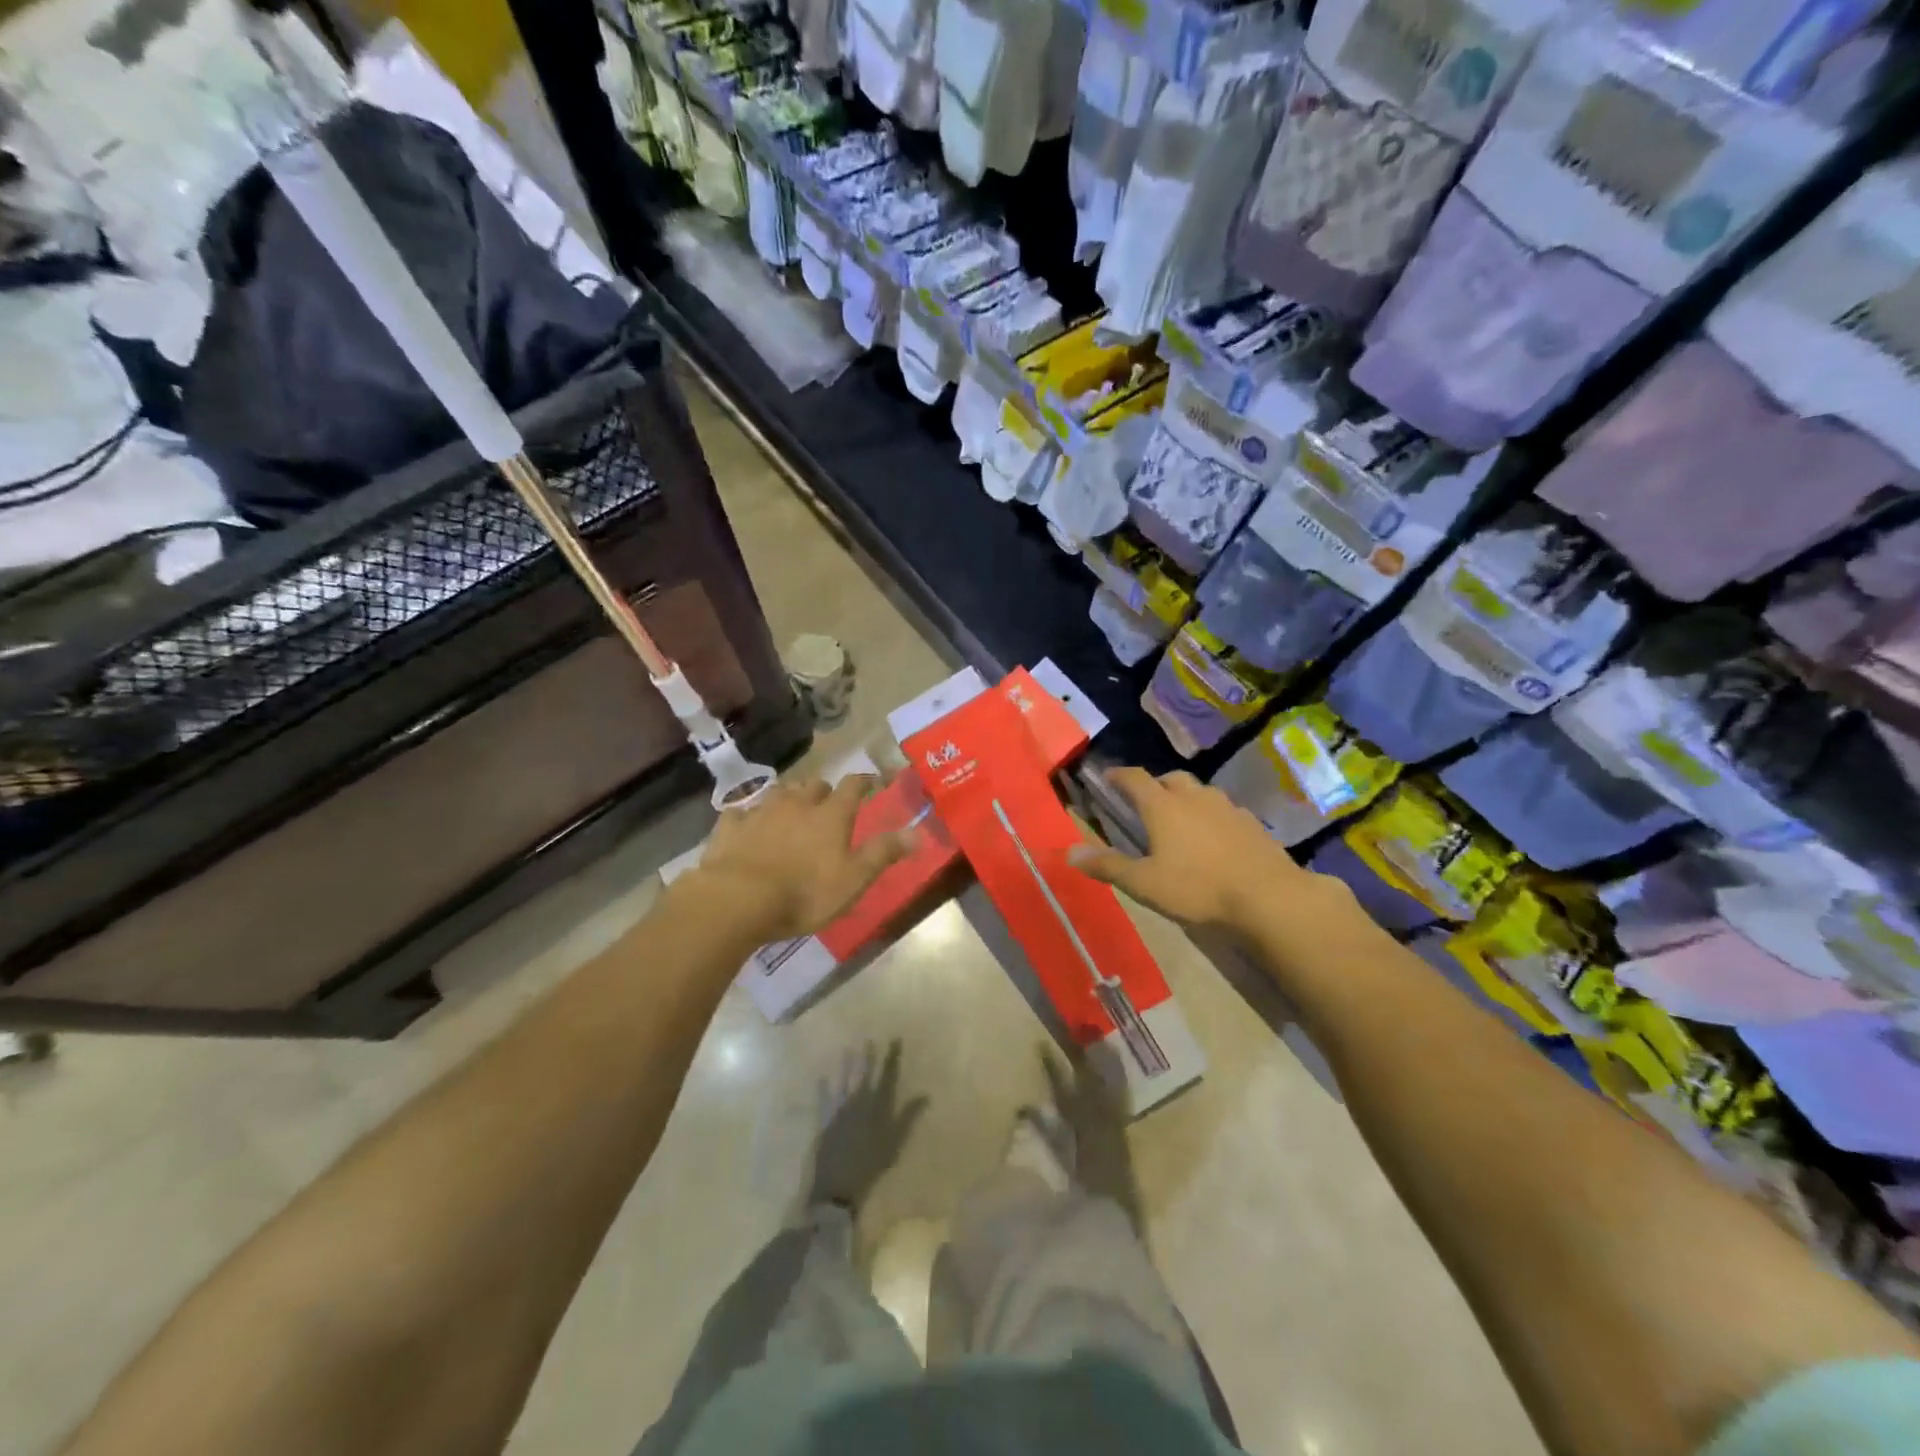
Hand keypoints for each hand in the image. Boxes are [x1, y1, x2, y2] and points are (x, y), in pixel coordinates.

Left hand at [686, 774, 914, 941]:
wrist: (738, 900)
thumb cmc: (804, 892)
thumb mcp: (853, 879)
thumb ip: (884, 852)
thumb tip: (919, 832)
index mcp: (831, 815)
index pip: (853, 786)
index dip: (864, 781)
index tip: (871, 782)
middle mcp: (797, 803)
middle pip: (814, 785)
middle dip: (824, 791)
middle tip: (829, 805)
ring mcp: (761, 811)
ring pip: (780, 792)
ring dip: (790, 797)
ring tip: (793, 810)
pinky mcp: (731, 826)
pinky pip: (741, 812)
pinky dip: (749, 816)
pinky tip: (748, 825)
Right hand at [1067, 767, 1355, 936]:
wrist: (1268, 898)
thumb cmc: (1198, 888)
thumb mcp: (1144, 883)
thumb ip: (1107, 865)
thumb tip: (1069, 851)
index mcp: (1163, 806)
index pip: (1135, 778)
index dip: (1119, 775)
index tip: (1107, 777)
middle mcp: (1194, 797)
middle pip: (1171, 779)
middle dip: (1155, 786)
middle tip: (1145, 803)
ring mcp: (1227, 808)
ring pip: (1200, 792)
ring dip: (1185, 799)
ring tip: (1179, 821)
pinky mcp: (1252, 824)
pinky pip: (1224, 811)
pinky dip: (1211, 817)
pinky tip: (1213, 840)